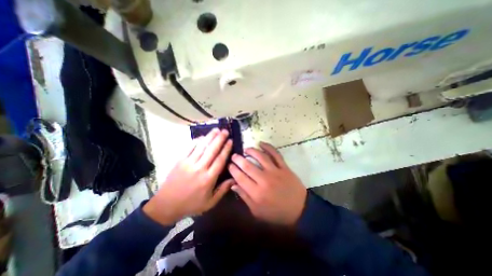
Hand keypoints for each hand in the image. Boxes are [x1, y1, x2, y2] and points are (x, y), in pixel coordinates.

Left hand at [143, 128, 232, 224]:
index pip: (220, 160)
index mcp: (208, 179)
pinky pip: (189, 148)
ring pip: (201, 147)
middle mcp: (199, 168)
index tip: (230, 141)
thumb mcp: (210, 202)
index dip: (226, 149)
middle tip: (225, 131)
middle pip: (211, 150)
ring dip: (210, 137)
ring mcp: (188, 163)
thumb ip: (223, 190)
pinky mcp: (180, 161)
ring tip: (216, 129)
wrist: (166, 205)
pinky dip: (197, 141)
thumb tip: (234, 178)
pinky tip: (203, 136)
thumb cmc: (191, 204)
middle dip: (219, 139)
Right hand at [228, 141, 305, 224]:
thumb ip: (244, 197)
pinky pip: (276, 154)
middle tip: (234, 156)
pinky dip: (268, 147)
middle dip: (238, 159)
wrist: (299, 210)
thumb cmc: (276, 213)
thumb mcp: (257, 211)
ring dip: (251, 151)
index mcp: (256, 193)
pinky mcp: (284, 167)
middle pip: (248, 166)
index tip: (229, 165)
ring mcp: (275, 172)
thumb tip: (233, 185)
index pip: (240, 177)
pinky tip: (261, 143)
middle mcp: (264, 180)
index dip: (233, 170)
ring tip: (246, 149)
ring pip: (260, 157)